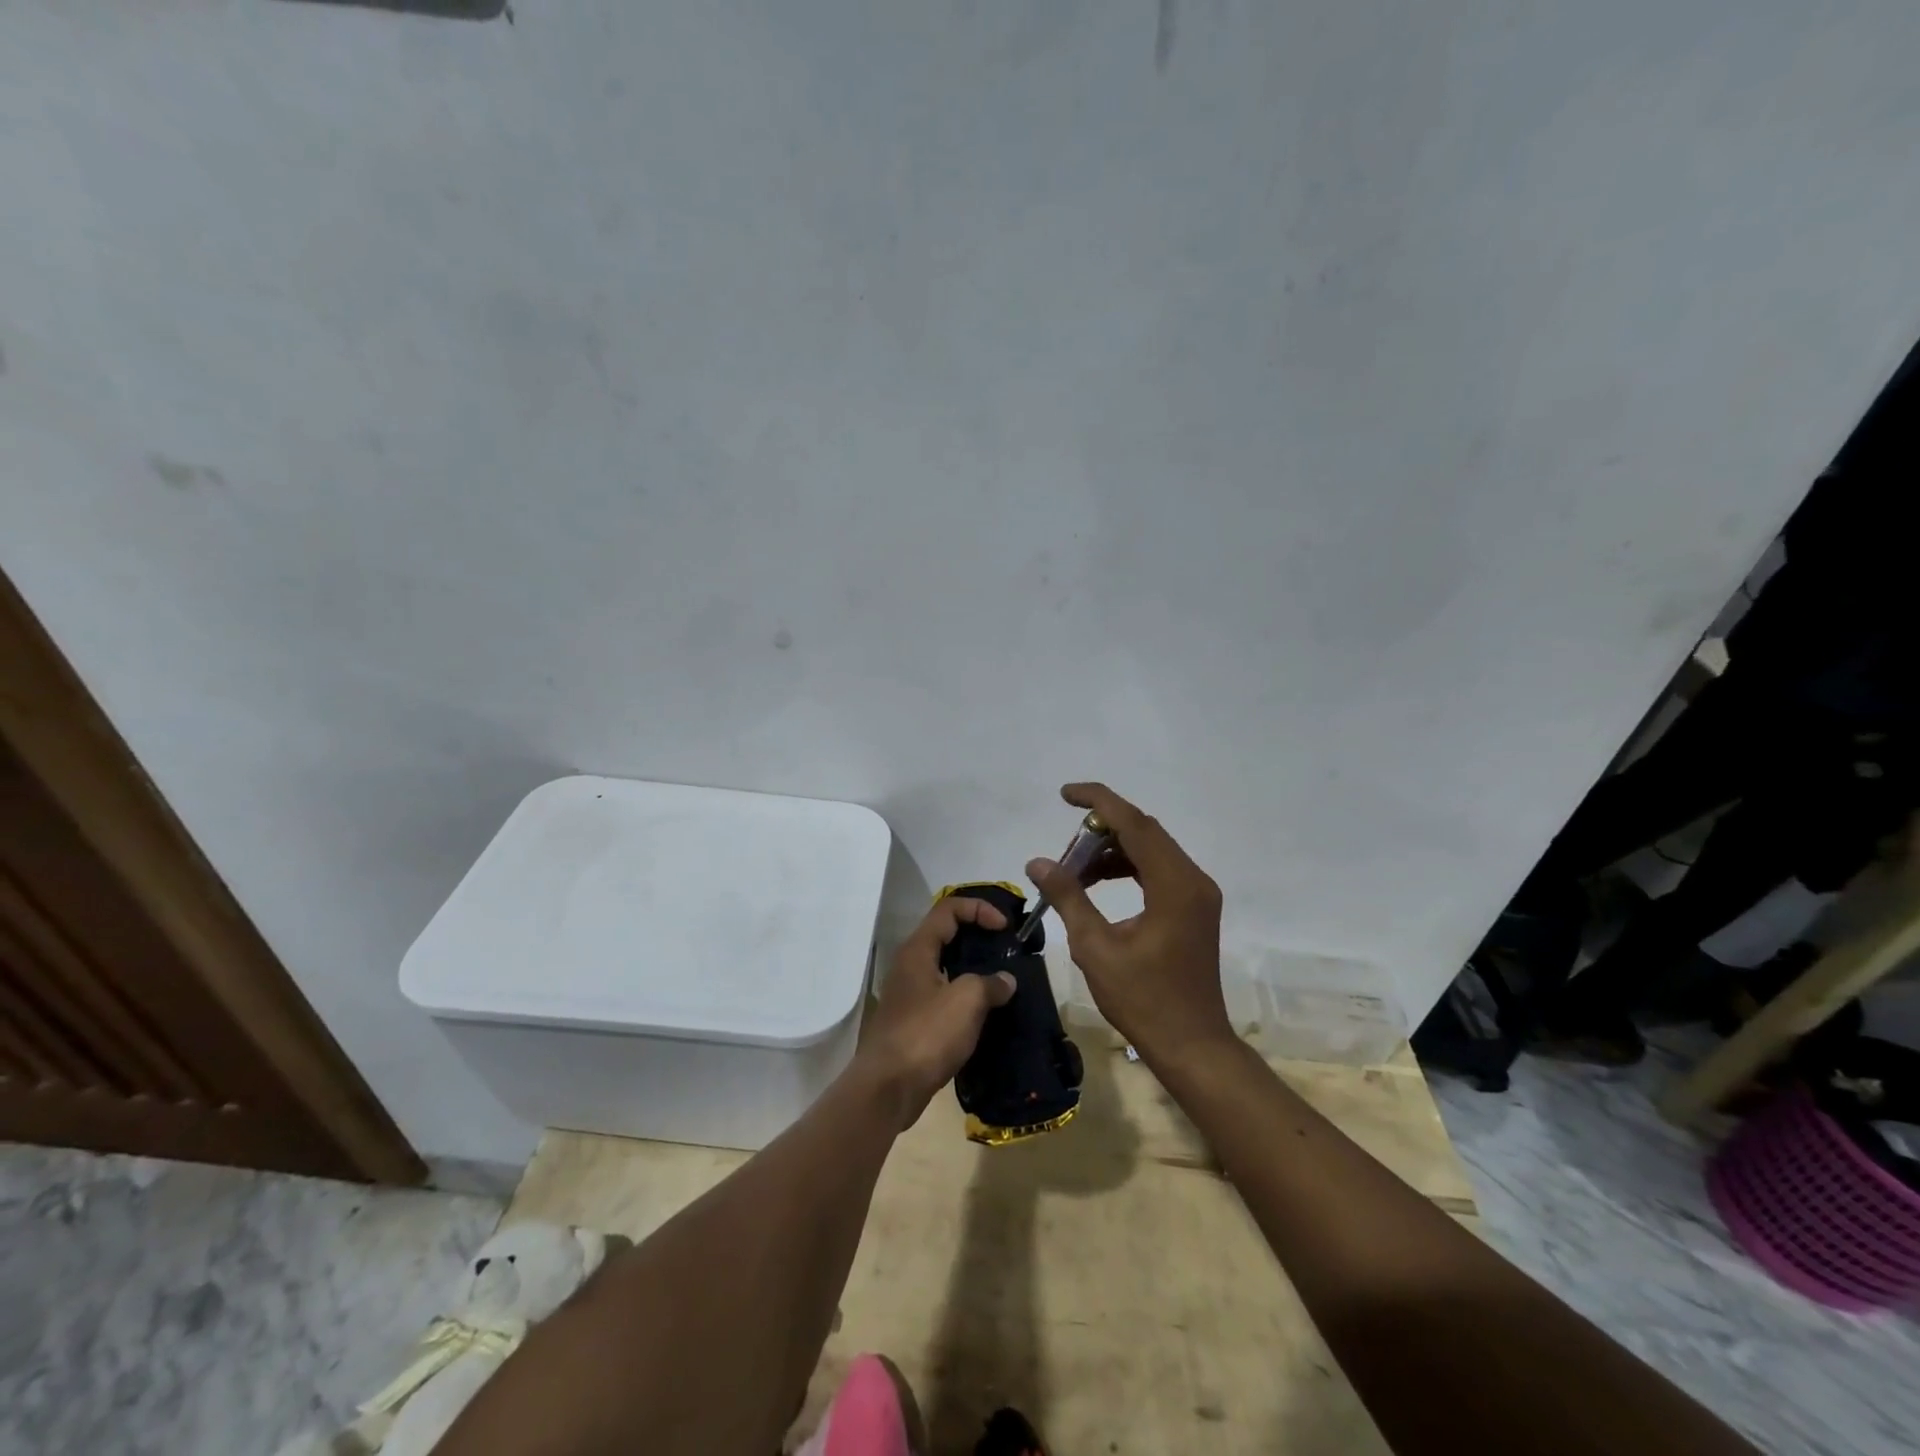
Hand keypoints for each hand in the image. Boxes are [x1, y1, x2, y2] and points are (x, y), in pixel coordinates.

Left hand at [857, 897, 1016, 1127]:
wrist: (888, 1088)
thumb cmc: (926, 1035)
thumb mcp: (966, 1001)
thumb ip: (989, 983)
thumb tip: (1005, 981)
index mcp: (918, 950)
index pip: (949, 909)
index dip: (979, 909)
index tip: (1005, 928)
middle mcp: (910, 965)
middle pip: (946, 934)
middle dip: (978, 936)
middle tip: (1006, 949)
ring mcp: (910, 993)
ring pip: (945, 966)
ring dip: (973, 968)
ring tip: (1003, 980)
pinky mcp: (913, 1020)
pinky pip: (944, 994)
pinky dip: (966, 995)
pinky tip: (986, 1011)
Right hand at [1027, 782, 1231, 1068]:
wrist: (1192, 1045)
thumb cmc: (1143, 1000)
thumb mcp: (1096, 948)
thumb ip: (1068, 897)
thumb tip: (1038, 863)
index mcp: (1175, 885)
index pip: (1134, 824)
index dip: (1098, 801)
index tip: (1065, 793)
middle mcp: (1193, 880)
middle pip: (1144, 832)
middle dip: (1100, 829)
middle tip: (1064, 845)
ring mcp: (1198, 894)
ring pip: (1150, 850)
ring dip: (1112, 851)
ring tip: (1074, 870)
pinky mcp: (1194, 908)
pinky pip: (1158, 870)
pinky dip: (1127, 867)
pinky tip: (1097, 883)